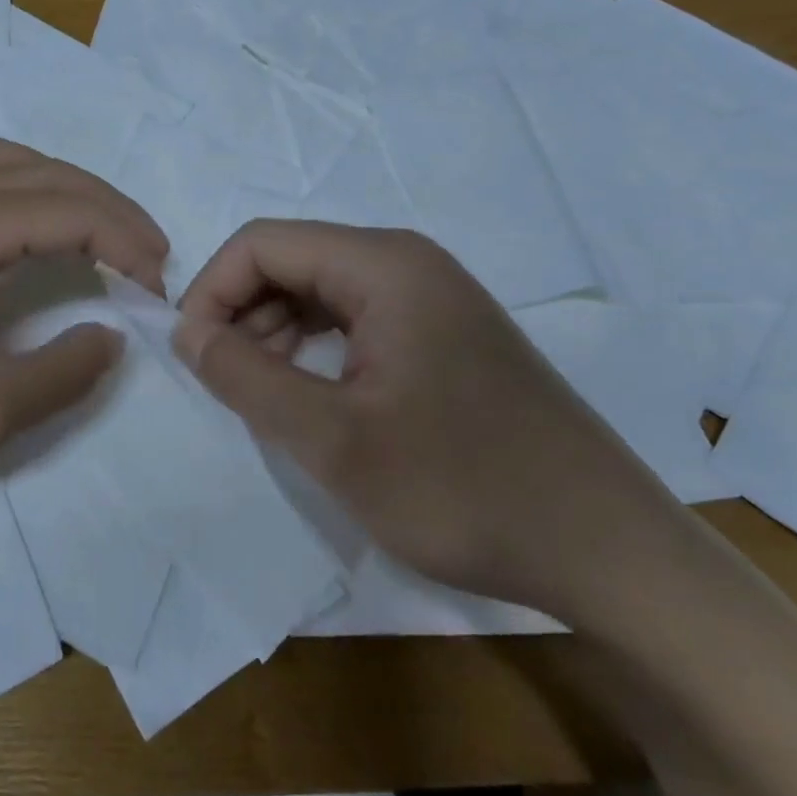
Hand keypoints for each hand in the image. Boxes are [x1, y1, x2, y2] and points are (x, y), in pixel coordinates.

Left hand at [0, 138, 167, 538]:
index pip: (70, 210)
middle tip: (146, 254)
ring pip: (0, 168)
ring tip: (95, 234)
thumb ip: (64, 369)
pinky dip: (17, 200)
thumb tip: (110, 335)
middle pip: (41, 172)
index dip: (128, 242)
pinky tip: (20, 244)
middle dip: (105, 206)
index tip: (161, 287)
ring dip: (58, 191)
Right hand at [174, 221, 679, 616]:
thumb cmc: (464, 489)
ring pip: (322, 291)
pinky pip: (357, 320)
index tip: (193, 356)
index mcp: (384, 265)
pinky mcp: (447, 334)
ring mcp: (434, 297)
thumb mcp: (333, 440)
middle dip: (242, 313)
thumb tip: (187, 332)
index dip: (211, 290)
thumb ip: (246, 377)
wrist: (609, 552)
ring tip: (266, 398)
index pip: (262, 243)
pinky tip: (315, 398)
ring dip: (276, 333)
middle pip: (293, 260)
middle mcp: (409, 263)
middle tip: (226, 385)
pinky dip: (317, 348)